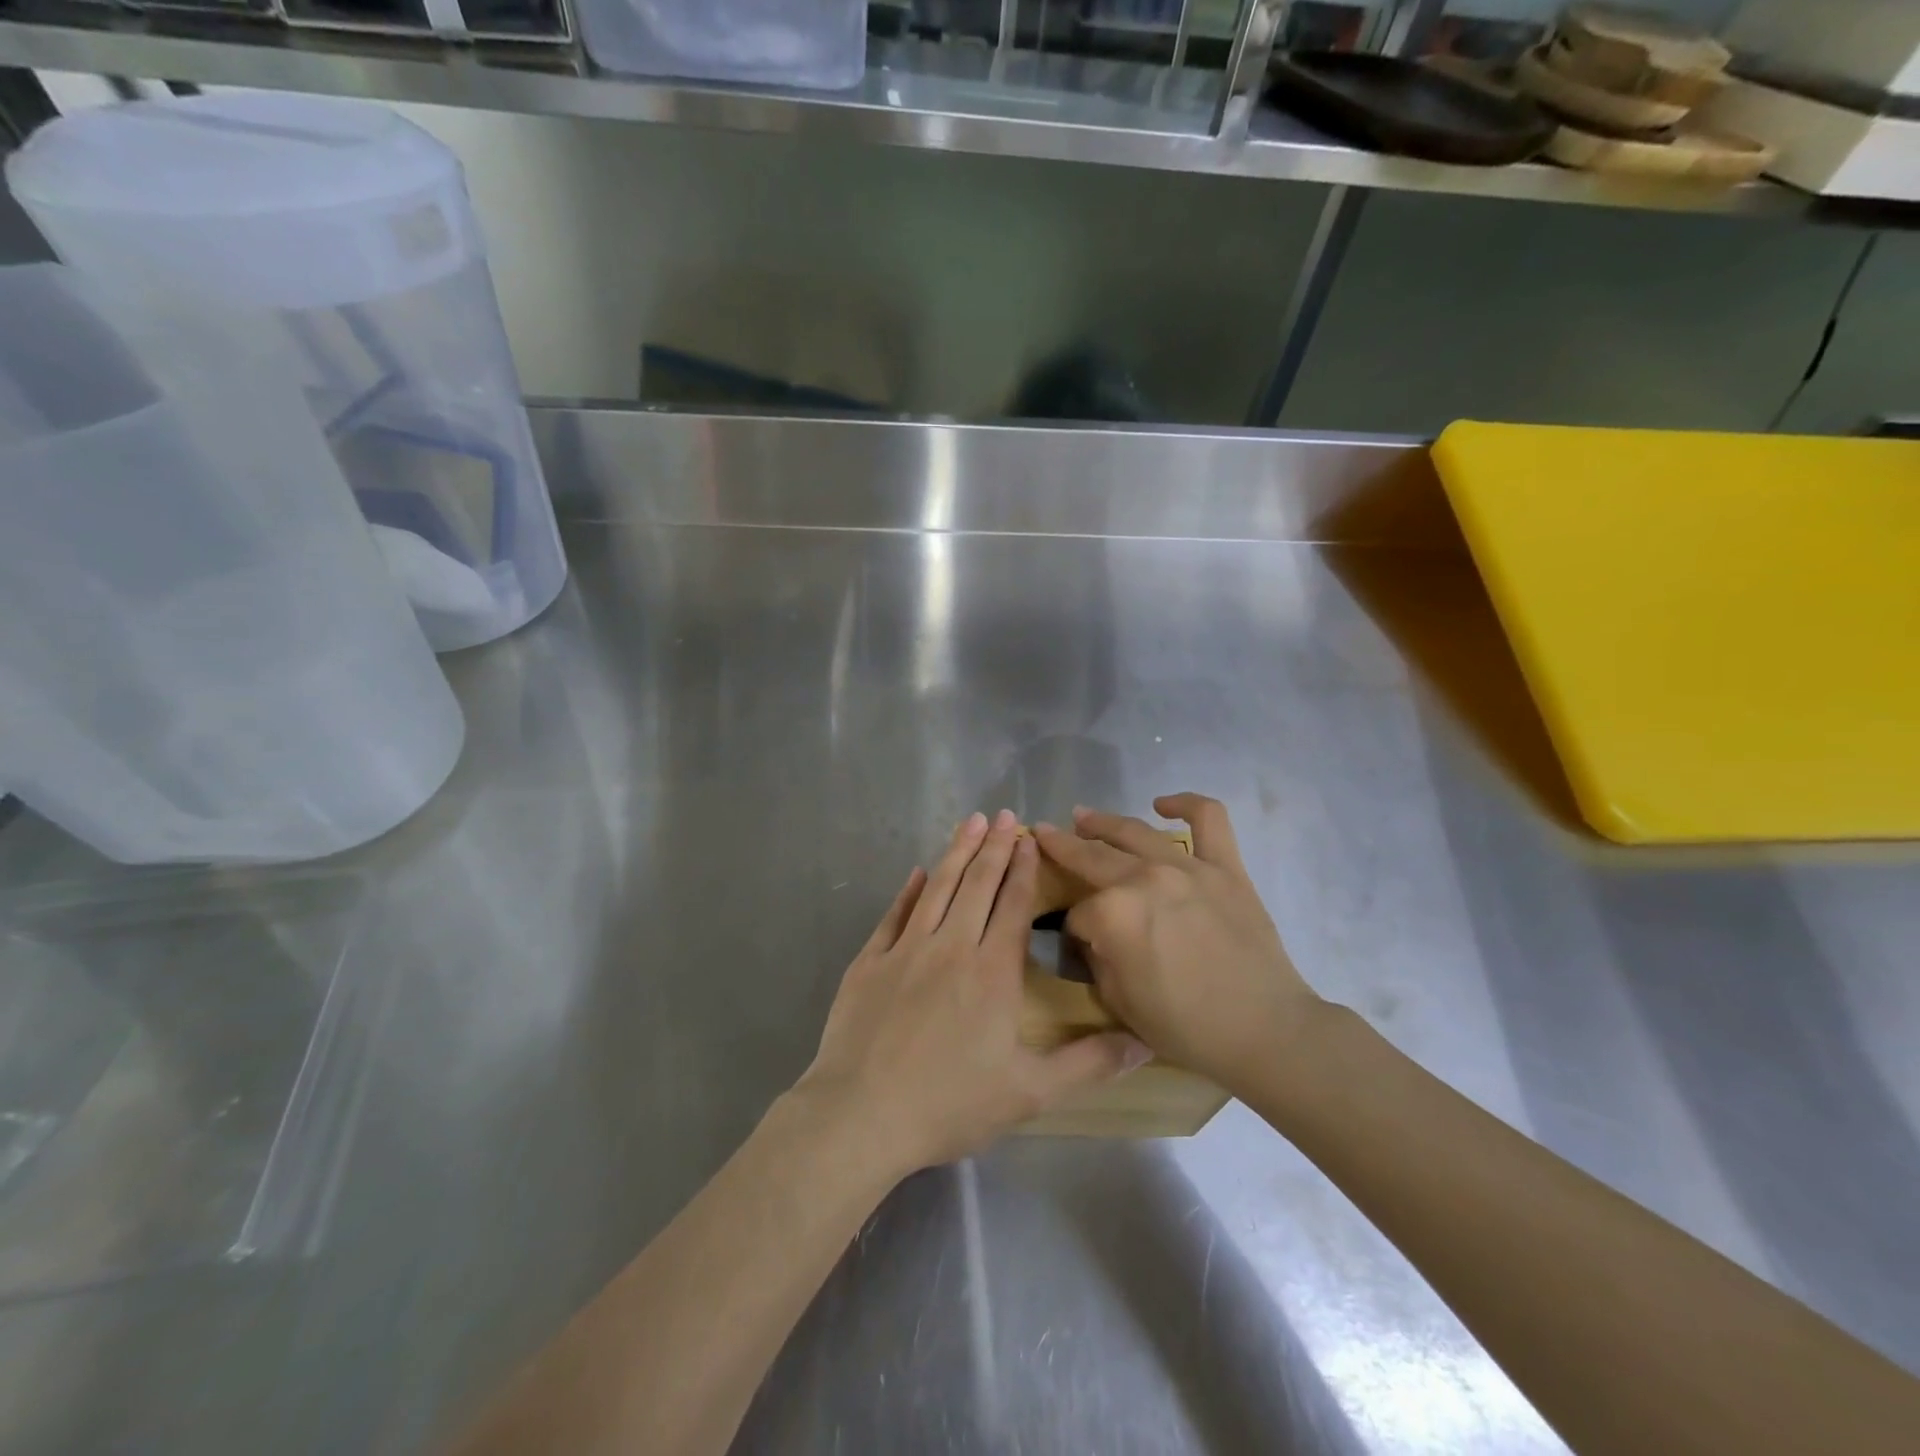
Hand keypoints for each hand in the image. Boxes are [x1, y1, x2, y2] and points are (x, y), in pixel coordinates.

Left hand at [795, 810, 1148, 1176]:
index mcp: (991, 971)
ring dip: (955, 853)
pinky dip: (908, 891)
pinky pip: (893, 915)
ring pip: (937, 888)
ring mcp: (905, 950)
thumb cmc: (950, 1104)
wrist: (861, 1115)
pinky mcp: (869, 962)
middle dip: (992, 847)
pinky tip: (917, 873)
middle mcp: (950, 947)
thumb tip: (1145, 1043)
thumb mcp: (1031, 1093)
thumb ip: (1089, 1064)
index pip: (1013, 906)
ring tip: (968, 822)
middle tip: (1002, 814)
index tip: (1029, 839)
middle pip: (976, 885)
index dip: (1023, 869)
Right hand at [1033, 794, 1323, 1090]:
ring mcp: (1186, 867)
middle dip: (1061, 847)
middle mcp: (1142, 879)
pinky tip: (1163, 804)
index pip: (1077, 914)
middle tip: (1045, 834)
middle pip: (1091, 857)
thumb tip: (1098, 937)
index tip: (1080, 943)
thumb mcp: (1119, 1003)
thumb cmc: (1186, 1027)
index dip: (1074, 931)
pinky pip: (1208, 819)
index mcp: (1112, 914)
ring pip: (1134, 831)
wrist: (1265, 1031)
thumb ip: (1099, 959)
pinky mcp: (1224, 867)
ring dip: (1102, 821)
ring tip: (1084, 817)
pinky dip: (1185, 804)